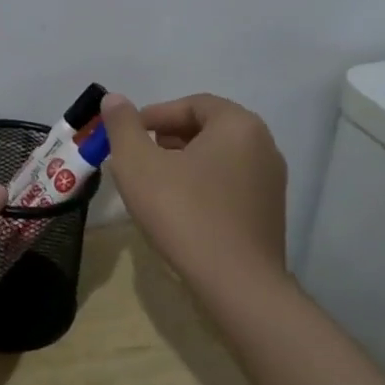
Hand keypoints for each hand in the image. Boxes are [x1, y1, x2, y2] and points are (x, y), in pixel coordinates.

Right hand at [99, 92, 288, 290]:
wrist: (237, 284)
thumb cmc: (184, 212)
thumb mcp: (138, 163)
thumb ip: (122, 125)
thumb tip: (114, 99)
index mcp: (238, 125)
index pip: (192, 104)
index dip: (155, 115)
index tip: (128, 135)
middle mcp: (263, 146)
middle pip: (207, 129)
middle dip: (167, 138)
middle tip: (138, 158)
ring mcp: (271, 182)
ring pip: (218, 158)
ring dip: (183, 163)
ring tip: (153, 184)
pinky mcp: (269, 213)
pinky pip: (229, 184)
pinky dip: (201, 186)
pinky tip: (178, 209)